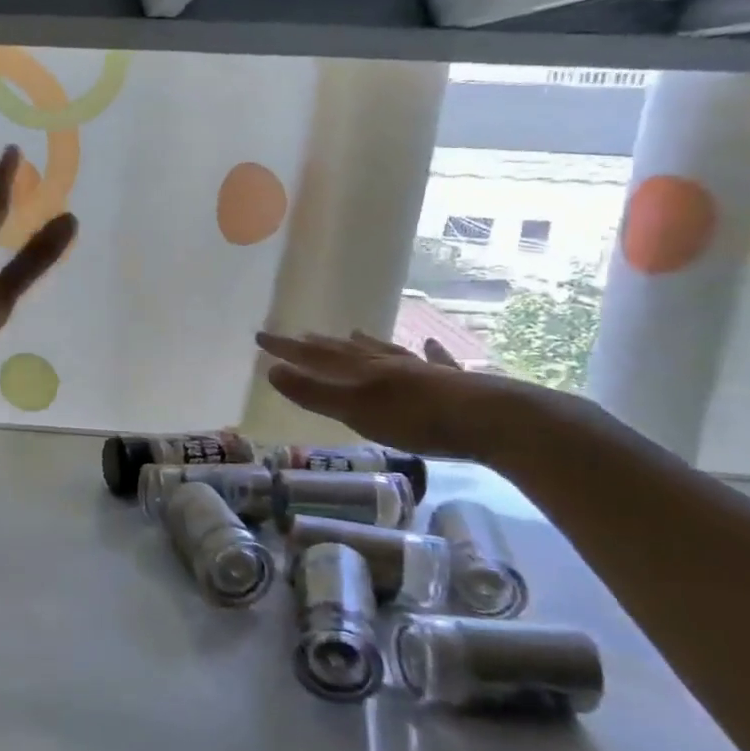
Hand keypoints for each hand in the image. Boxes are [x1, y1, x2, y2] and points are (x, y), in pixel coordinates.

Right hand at [255, 329, 569, 462]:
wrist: (488, 418)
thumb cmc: (415, 418)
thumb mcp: (355, 410)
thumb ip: (314, 393)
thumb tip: (272, 371)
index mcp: (360, 371)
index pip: (313, 356)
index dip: (286, 348)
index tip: (261, 336)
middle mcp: (386, 364)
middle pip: (346, 350)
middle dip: (320, 345)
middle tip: (300, 336)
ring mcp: (420, 371)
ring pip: (385, 352)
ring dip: (365, 343)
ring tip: (353, 332)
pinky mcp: (452, 384)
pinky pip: (434, 362)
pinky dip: (428, 353)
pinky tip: (431, 345)